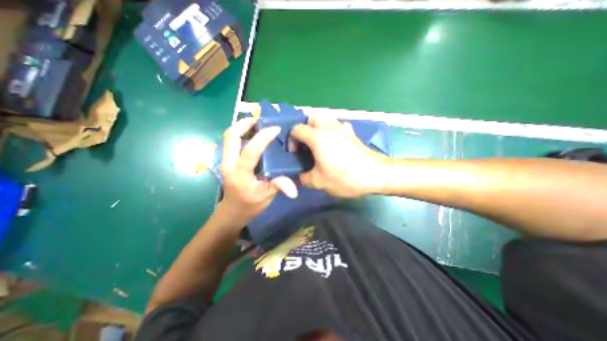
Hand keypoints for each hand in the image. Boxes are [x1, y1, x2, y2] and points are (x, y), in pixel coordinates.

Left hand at [223, 118, 297, 221]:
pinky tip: (253, 133)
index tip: (275, 129)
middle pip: (231, 136)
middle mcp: (229, 164)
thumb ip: (278, 186)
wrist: (233, 211)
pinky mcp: (227, 160)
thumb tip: (294, 190)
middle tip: (261, 119)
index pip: (250, 151)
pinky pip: (231, 141)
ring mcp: (225, 161)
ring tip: (258, 123)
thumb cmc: (250, 205)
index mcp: (240, 174)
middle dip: (245, 123)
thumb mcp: (266, 196)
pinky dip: (241, 133)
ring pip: (229, 137)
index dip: (263, 137)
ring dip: (242, 126)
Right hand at [291, 116, 390, 197]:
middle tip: (305, 144)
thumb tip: (299, 177)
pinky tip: (334, 143)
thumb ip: (304, 178)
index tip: (295, 154)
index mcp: (317, 136)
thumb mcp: (319, 182)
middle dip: (304, 128)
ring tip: (317, 143)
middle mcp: (328, 127)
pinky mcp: (352, 132)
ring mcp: (342, 127)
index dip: (291, 140)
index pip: (297, 129)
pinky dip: (331, 130)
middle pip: (311, 117)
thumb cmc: (344, 176)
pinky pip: (337, 125)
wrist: (375, 174)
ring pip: (325, 118)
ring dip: (317, 127)